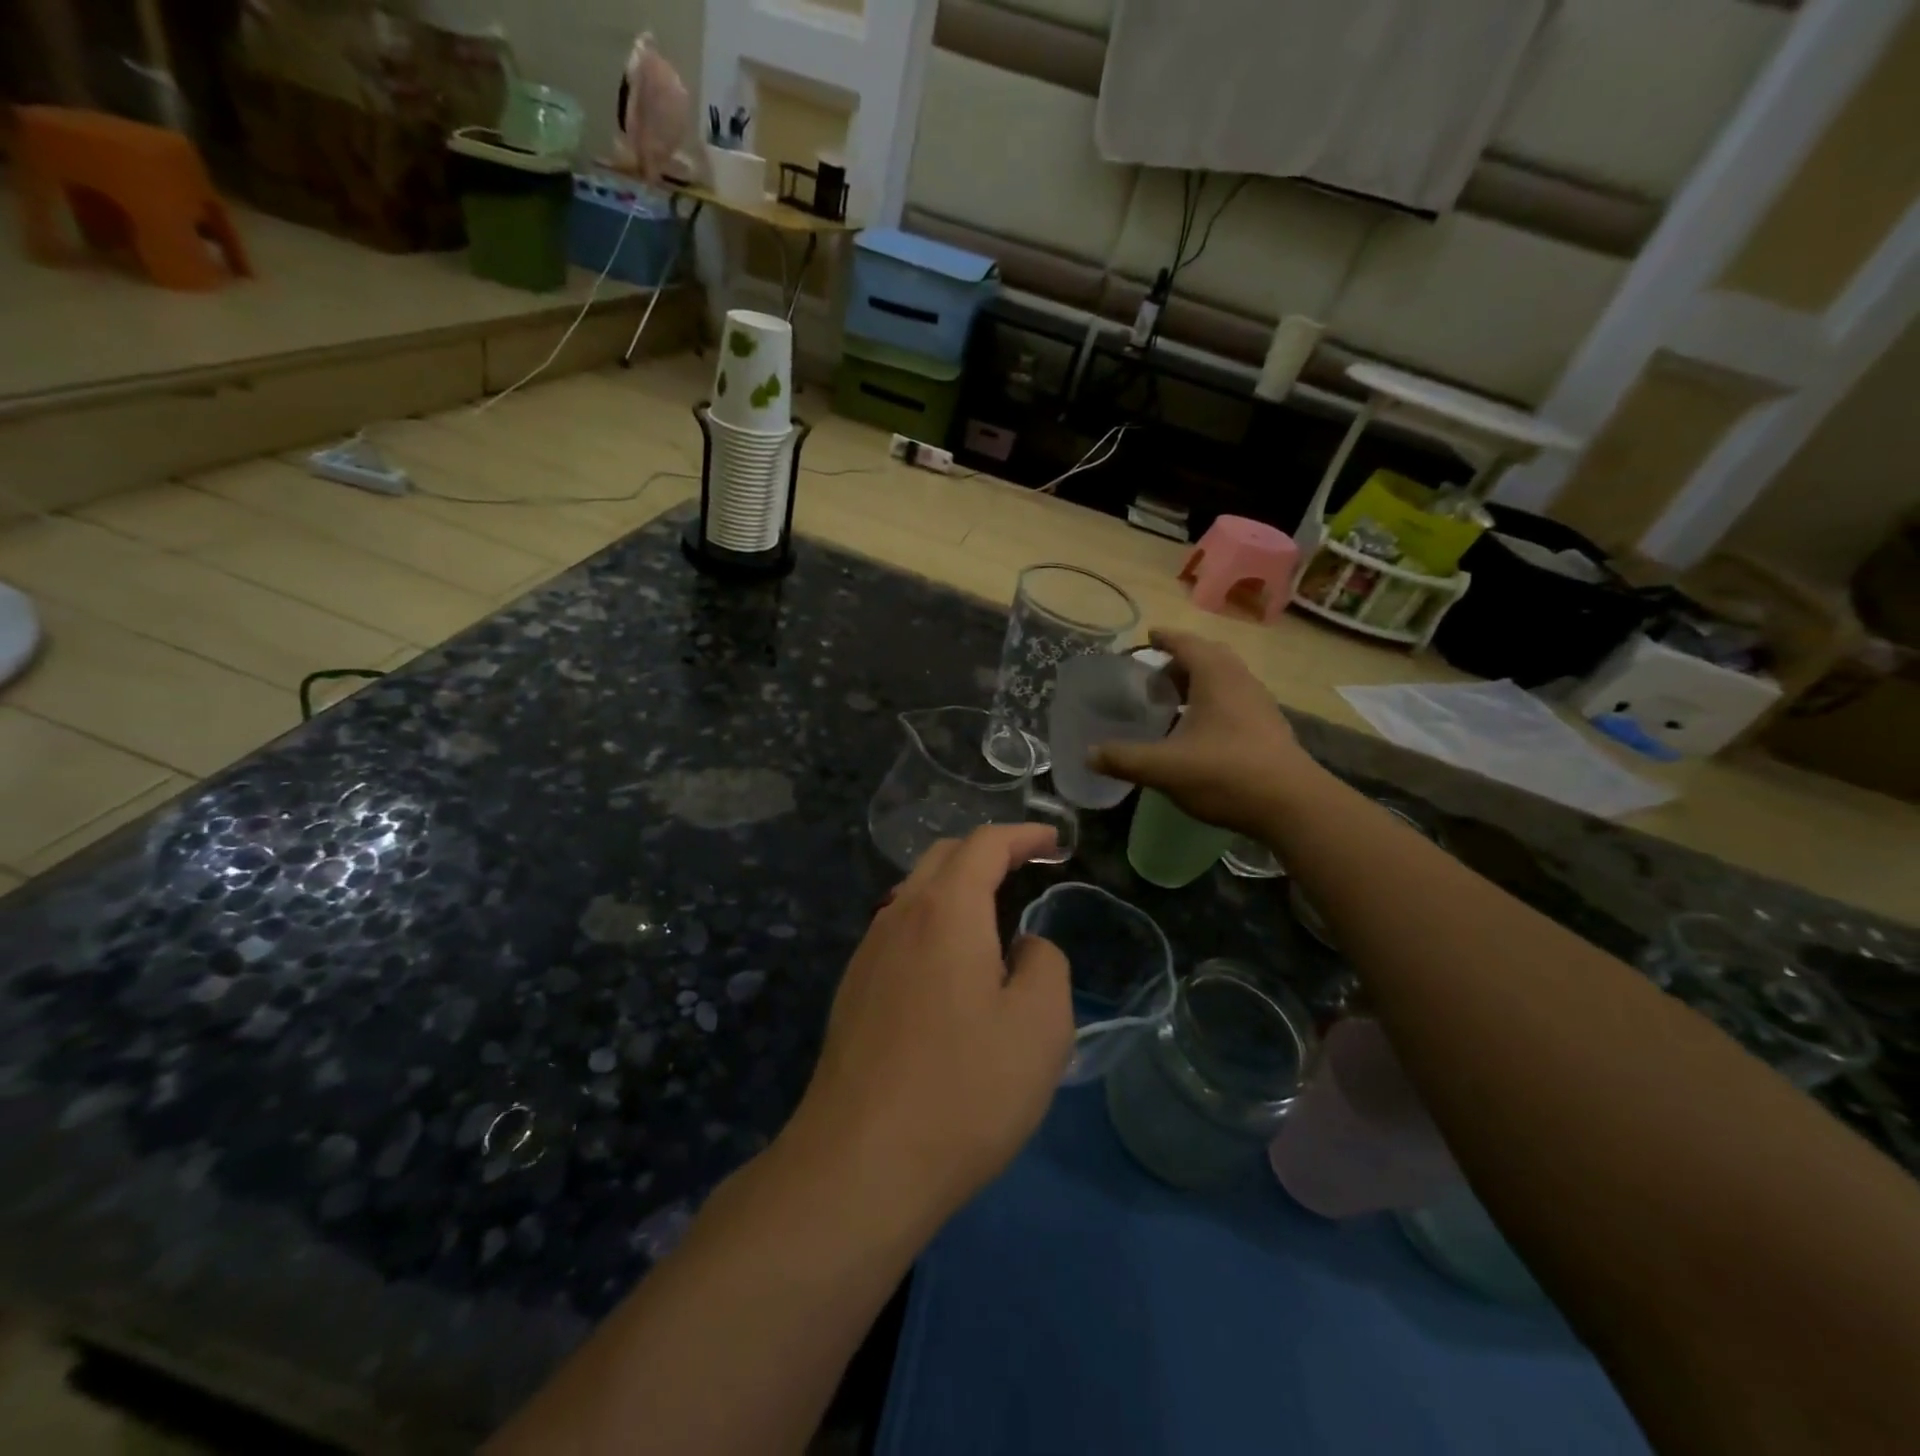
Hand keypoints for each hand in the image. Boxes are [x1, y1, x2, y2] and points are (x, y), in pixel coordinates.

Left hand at [786, 825, 1072, 1226]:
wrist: (861, 1163)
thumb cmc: (965, 1089)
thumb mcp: (1040, 1026)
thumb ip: (1044, 964)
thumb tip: (1022, 947)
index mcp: (946, 909)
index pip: (986, 844)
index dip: (1024, 835)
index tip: (1055, 842)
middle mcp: (899, 915)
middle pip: (944, 857)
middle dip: (988, 852)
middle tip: (1027, 868)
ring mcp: (868, 951)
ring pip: (915, 893)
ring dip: (957, 887)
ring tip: (993, 914)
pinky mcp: (853, 989)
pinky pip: (899, 930)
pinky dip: (933, 921)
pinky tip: (950, 964)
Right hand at [1090, 630, 1326, 836]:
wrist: (1292, 805)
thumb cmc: (1226, 774)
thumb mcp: (1165, 767)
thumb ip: (1124, 758)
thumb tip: (1088, 754)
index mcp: (1216, 677)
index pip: (1186, 643)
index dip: (1165, 638)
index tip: (1147, 637)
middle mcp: (1241, 681)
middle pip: (1208, 657)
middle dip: (1180, 661)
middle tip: (1154, 676)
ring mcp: (1260, 704)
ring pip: (1224, 680)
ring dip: (1198, 683)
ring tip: (1172, 703)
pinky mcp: (1269, 728)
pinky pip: (1235, 701)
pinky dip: (1212, 703)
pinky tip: (1198, 731)